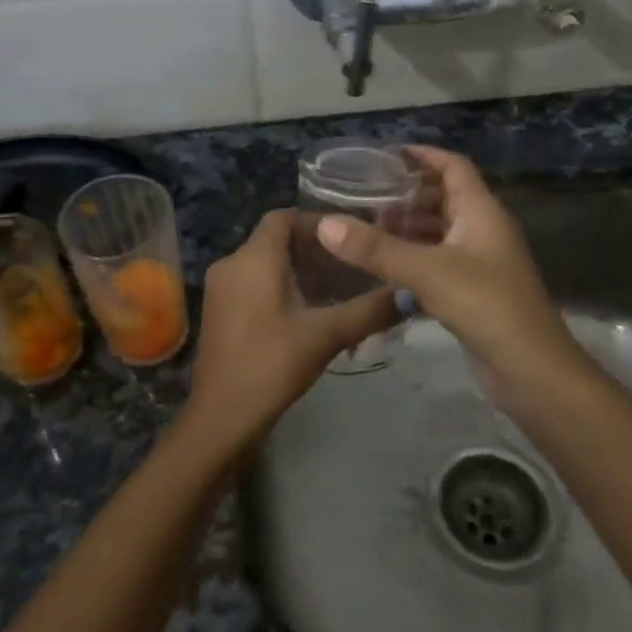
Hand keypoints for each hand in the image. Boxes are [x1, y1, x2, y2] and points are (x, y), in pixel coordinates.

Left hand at [177, 209, 397, 455]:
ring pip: (264, 264)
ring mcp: (220, 288)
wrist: (222, 415)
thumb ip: (370, 310)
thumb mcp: (326, 334)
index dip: (317, 222)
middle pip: (275, 240)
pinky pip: (252, 284)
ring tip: (338, 290)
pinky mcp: (219, 311)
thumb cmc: (272, 363)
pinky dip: (280, 287)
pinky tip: (308, 312)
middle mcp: (231, 263)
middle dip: (314, 250)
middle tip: (352, 267)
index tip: (350, 238)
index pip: (283, 216)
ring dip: (299, 271)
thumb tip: (412, 293)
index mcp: (253, 258)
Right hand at [315, 146, 586, 399]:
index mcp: (481, 212)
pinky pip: (438, 260)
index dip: (423, 155)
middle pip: (444, 197)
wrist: (531, 370)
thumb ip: (376, 249)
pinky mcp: (473, 291)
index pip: (453, 166)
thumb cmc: (486, 305)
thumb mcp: (427, 272)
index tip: (386, 154)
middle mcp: (483, 230)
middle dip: (407, 193)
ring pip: (440, 231)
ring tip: (367, 228)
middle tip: (365, 195)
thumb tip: (325, 223)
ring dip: (408, 227)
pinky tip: (384, 266)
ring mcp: (480, 262)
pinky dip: (413, 256)